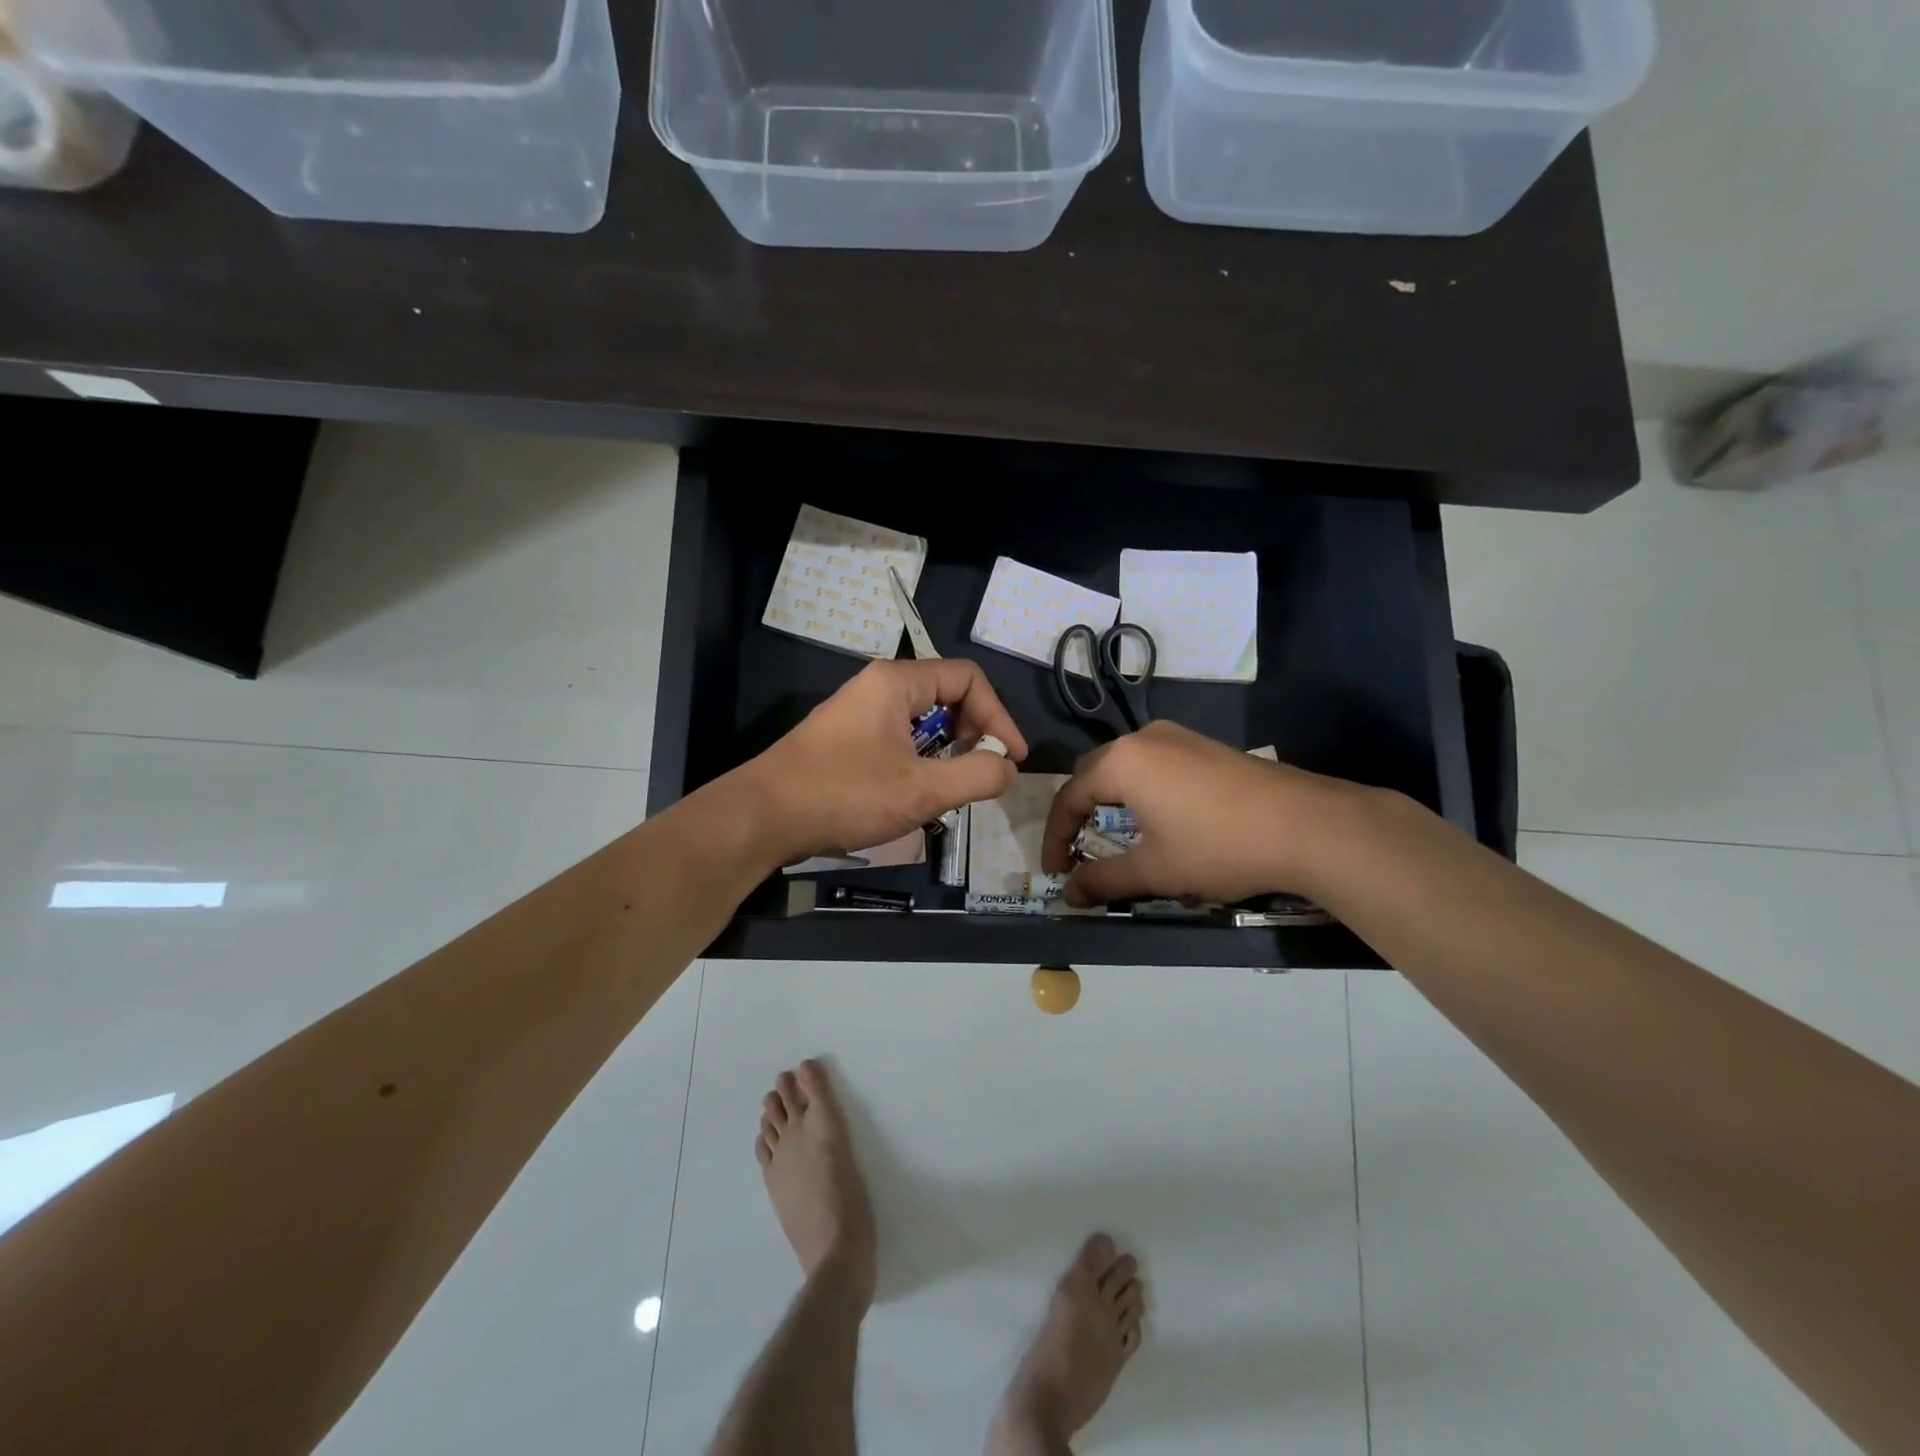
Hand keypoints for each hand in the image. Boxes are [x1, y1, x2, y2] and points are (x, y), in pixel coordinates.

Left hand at [748, 659, 1027, 863]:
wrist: (763, 817)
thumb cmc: (845, 794)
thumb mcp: (922, 789)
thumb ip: (977, 775)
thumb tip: (1008, 769)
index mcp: (897, 682)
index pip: (968, 679)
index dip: (998, 716)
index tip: (1011, 759)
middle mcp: (878, 687)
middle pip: (946, 696)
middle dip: (974, 733)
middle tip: (984, 773)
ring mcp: (858, 713)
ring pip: (922, 721)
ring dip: (948, 751)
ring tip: (954, 788)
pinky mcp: (845, 740)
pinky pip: (898, 738)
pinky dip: (921, 760)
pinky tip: (918, 794)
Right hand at [1040, 721, 1367, 906]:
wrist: (1308, 825)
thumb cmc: (1218, 847)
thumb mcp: (1155, 870)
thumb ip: (1103, 880)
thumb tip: (1069, 895)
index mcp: (1122, 762)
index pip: (1069, 797)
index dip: (1055, 837)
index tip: (1055, 872)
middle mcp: (1144, 739)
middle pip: (1094, 774)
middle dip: (1080, 813)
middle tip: (1078, 850)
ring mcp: (1179, 737)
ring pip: (1127, 767)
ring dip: (1112, 801)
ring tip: (1115, 837)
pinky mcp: (1206, 746)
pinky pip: (1156, 765)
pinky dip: (1142, 792)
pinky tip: (1160, 820)